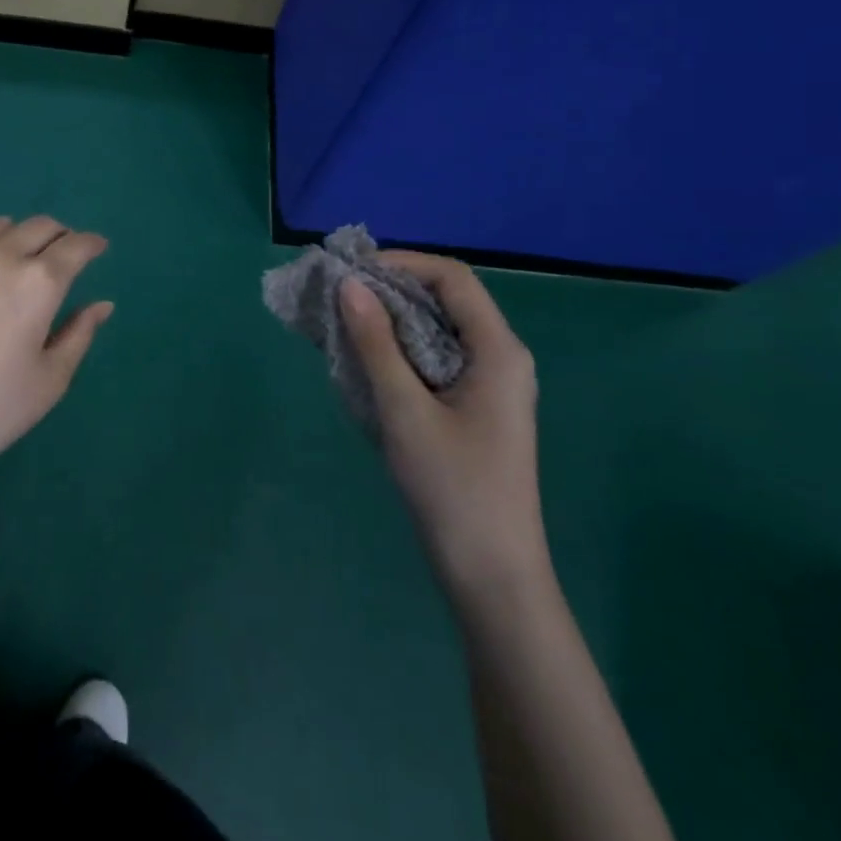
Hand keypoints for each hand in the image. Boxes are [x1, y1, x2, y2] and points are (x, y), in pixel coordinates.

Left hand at [0, 216, 113, 491]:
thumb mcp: (49, 381)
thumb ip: (78, 335)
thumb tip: (101, 305)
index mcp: (38, 282)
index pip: (75, 246)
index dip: (92, 244)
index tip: (99, 247)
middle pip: (38, 226)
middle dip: (60, 235)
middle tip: (66, 254)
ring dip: (19, 235)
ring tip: (21, 257)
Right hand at [340, 252, 547, 599]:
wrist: (492, 576)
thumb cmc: (452, 489)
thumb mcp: (404, 411)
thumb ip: (376, 344)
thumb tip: (349, 285)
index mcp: (499, 350)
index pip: (453, 278)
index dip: (403, 264)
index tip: (353, 273)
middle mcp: (501, 358)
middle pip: (446, 300)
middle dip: (392, 290)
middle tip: (340, 297)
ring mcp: (490, 385)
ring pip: (438, 331)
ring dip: (392, 322)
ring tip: (344, 325)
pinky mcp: (475, 409)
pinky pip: (436, 360)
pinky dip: (400, 351)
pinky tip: (366, 363)